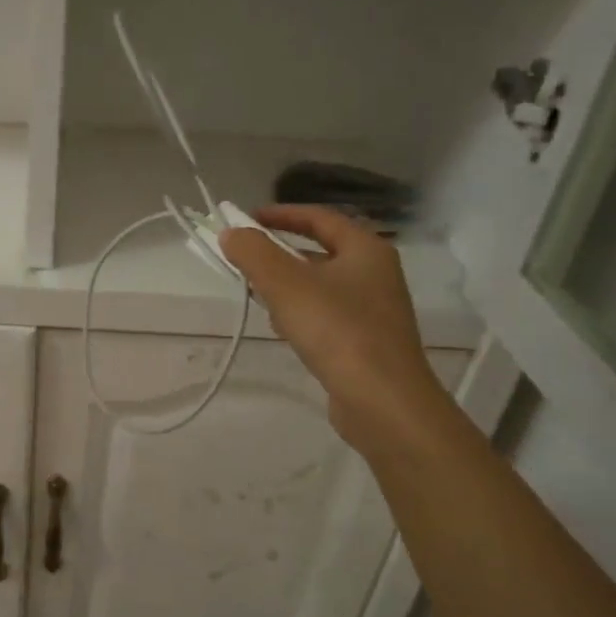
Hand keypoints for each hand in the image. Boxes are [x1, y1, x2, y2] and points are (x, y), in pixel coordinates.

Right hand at [222, 207, 455, 456]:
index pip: (319, 218)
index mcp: (366, 249)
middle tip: (245, 260)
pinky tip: (284, 331)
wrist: (383, 402)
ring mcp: (374, 309)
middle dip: (280, 254)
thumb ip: (254, 253)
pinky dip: (301, 314)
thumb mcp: (286, 285)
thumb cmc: (337, 331)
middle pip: (320, 251)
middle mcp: (376, 273)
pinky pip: (326, 315)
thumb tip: (232, 232)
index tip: (246, 219)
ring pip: (321, 285)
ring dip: (288, 286)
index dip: (281, 214)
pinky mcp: (367, 342)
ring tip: (258, 297)